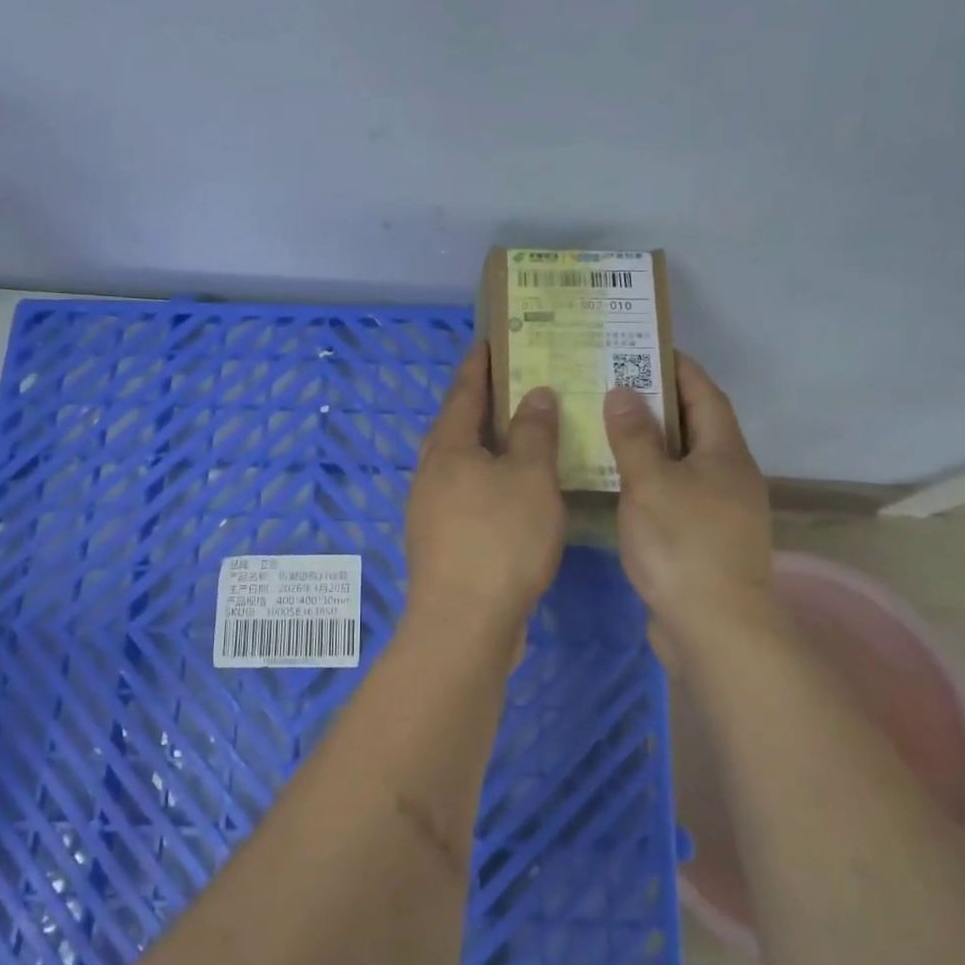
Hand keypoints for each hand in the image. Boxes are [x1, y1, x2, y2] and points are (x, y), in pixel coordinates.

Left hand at [405, 343, 565, 643]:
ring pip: (457, 465)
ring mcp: (430, 511)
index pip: (463, 394)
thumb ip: (534, 433)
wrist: (465, 621)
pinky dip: (485, 482)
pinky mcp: (440, 543)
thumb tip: (534, 394)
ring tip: (515, 438)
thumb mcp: (530, 478)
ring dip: (482, 447)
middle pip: (453, 428)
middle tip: (508, 388)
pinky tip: (509, 495)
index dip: (477, 367)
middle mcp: (431, 475)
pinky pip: (464, 496)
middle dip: (476, 406)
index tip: (486, 343)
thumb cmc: (501, 539)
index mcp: (448, 450)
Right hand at [603, 351, 777, 673]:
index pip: (706, 395)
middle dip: (662, 403)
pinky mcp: (706, 540)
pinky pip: (678, 492)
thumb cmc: (683, 544)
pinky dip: (653, 477)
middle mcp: (731, 476)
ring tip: (612, 427)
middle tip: (618, 384)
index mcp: (726, 454)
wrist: (715, 628)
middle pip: (698, 427)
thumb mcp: (651, 482)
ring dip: (655, 442)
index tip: (648, 348)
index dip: (681, 369)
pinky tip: (622, 482)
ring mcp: (722, 511)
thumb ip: (635, 436)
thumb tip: (625, 391)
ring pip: (685, 462)